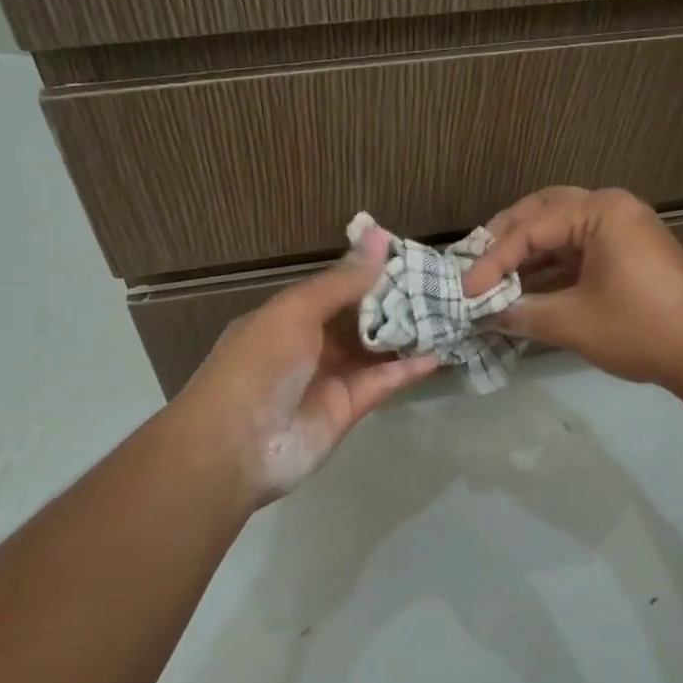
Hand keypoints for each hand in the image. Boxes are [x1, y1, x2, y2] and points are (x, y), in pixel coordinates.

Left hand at [172, 224, 437, 510]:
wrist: (235, 447)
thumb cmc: (259, 365)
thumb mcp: (296, 311)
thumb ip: (342, 280)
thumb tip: (379, 235)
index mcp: (288, 315)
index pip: (336, 287)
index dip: (370, 272)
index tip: (411, 256)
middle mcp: (309, 343)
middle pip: (359, 317)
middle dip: (395, 302)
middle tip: (440, 283)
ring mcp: (330, 377)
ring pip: (375, 349)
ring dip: (406, 333)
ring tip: (447, 313)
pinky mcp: (349, 409)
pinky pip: (382, 382)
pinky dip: (408, 368)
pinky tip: (438, 352)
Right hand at [460, 187, 682, 391]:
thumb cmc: (640, 328)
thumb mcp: (572, 322)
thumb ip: (521, 313)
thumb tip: (481, 317)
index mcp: (600, 211)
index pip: (530, 228)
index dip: (492, 261)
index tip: (466, 292)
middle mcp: (611, 208)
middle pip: (543, 213)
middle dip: (505, 241)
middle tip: (474, 267)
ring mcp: (623, 229)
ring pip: (560, 230)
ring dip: (526, 254)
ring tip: (493, 279)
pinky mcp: (628, 252)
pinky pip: (578, 248)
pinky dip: (550, 266)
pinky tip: (526, 287)